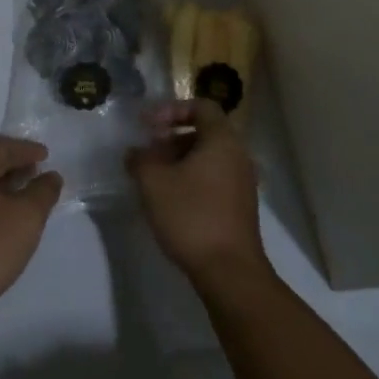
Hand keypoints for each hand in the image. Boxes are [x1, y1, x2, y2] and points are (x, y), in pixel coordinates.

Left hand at [0, 137, 61, 315]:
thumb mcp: (27, 217)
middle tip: (36, 170)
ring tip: (25, 194)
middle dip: (13, 165)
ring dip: (2, 185)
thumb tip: (51, 176)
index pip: (0, 148)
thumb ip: (42, 192)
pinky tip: (4, 218)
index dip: (25, 150)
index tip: (46, 155)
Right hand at [127, 100, 267, 286]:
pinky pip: (214, 178)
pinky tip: (170, 199)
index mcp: (222, 140)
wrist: (229, 271)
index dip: (172, 110)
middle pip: (204, 132)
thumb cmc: (191, 215)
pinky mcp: (240, 206)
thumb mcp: (153, 182)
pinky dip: (191, 178)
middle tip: (147, 153)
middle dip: (171, 138)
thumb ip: (140, 159)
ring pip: (208, 157)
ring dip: (179, 160)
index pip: (201, 107)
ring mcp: (242, 182)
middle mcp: (238, 155)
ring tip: (153, 178)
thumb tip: (135, 152)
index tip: (148, 126)